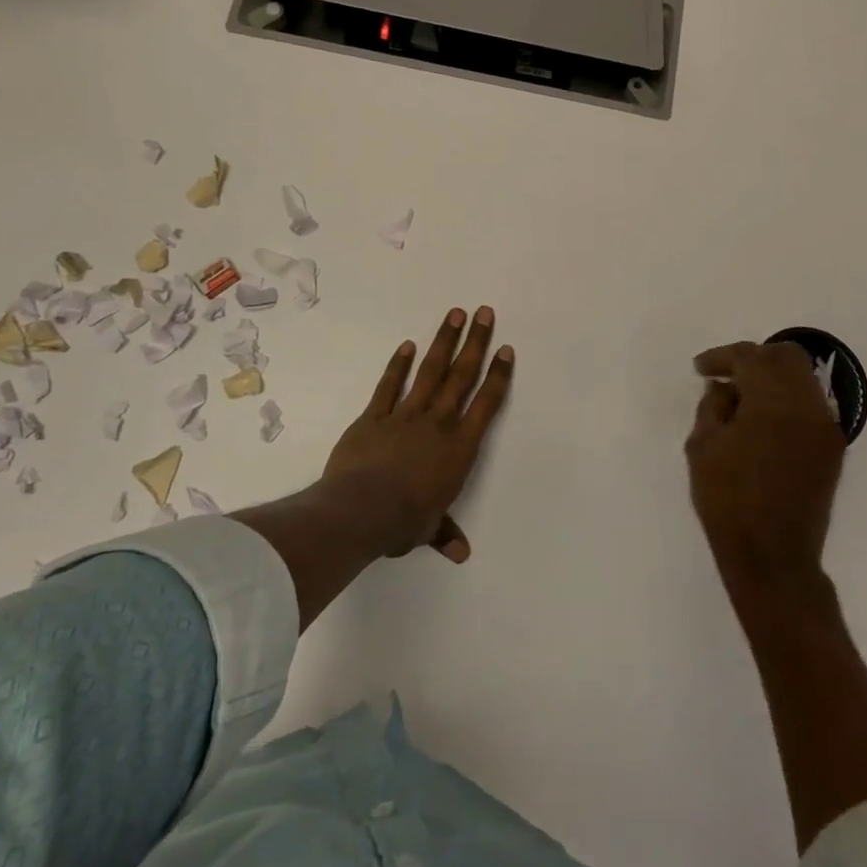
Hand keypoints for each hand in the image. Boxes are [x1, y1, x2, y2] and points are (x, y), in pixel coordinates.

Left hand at [321, 306, 514, 563]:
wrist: (361, 511)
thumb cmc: (403, 522)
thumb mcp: (428, 530)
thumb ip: (445, 533)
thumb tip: (461, 553)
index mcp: (459, 448)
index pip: (486, 405)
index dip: (497, 375)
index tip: (505, 349)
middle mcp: (437, 424)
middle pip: (460, 376)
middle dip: (474, 343)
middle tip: (484, 312)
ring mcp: (405, 416)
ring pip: (429, 372)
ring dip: (443, 342)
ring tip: (454, 314)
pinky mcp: (374, 417)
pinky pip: (389, 386)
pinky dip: (397, 366)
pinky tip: (406, 345)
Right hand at [685, 341, 845, 584]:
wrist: (773, 557)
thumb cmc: (728, 501)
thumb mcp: (702, 447)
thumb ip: (712, 406)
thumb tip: (724, 387)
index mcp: (773, 402)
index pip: (750, 357)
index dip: (722, 357)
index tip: (700, 369)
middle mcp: (807, 405)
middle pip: (785, 357)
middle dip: (753, 358)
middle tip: (726, 376)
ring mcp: (825, 427)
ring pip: (802, 378)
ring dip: (772, 378)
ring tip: (742, 399)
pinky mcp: (832, 448)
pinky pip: (810, 405)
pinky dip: (787, 400)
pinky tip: (762, 420)